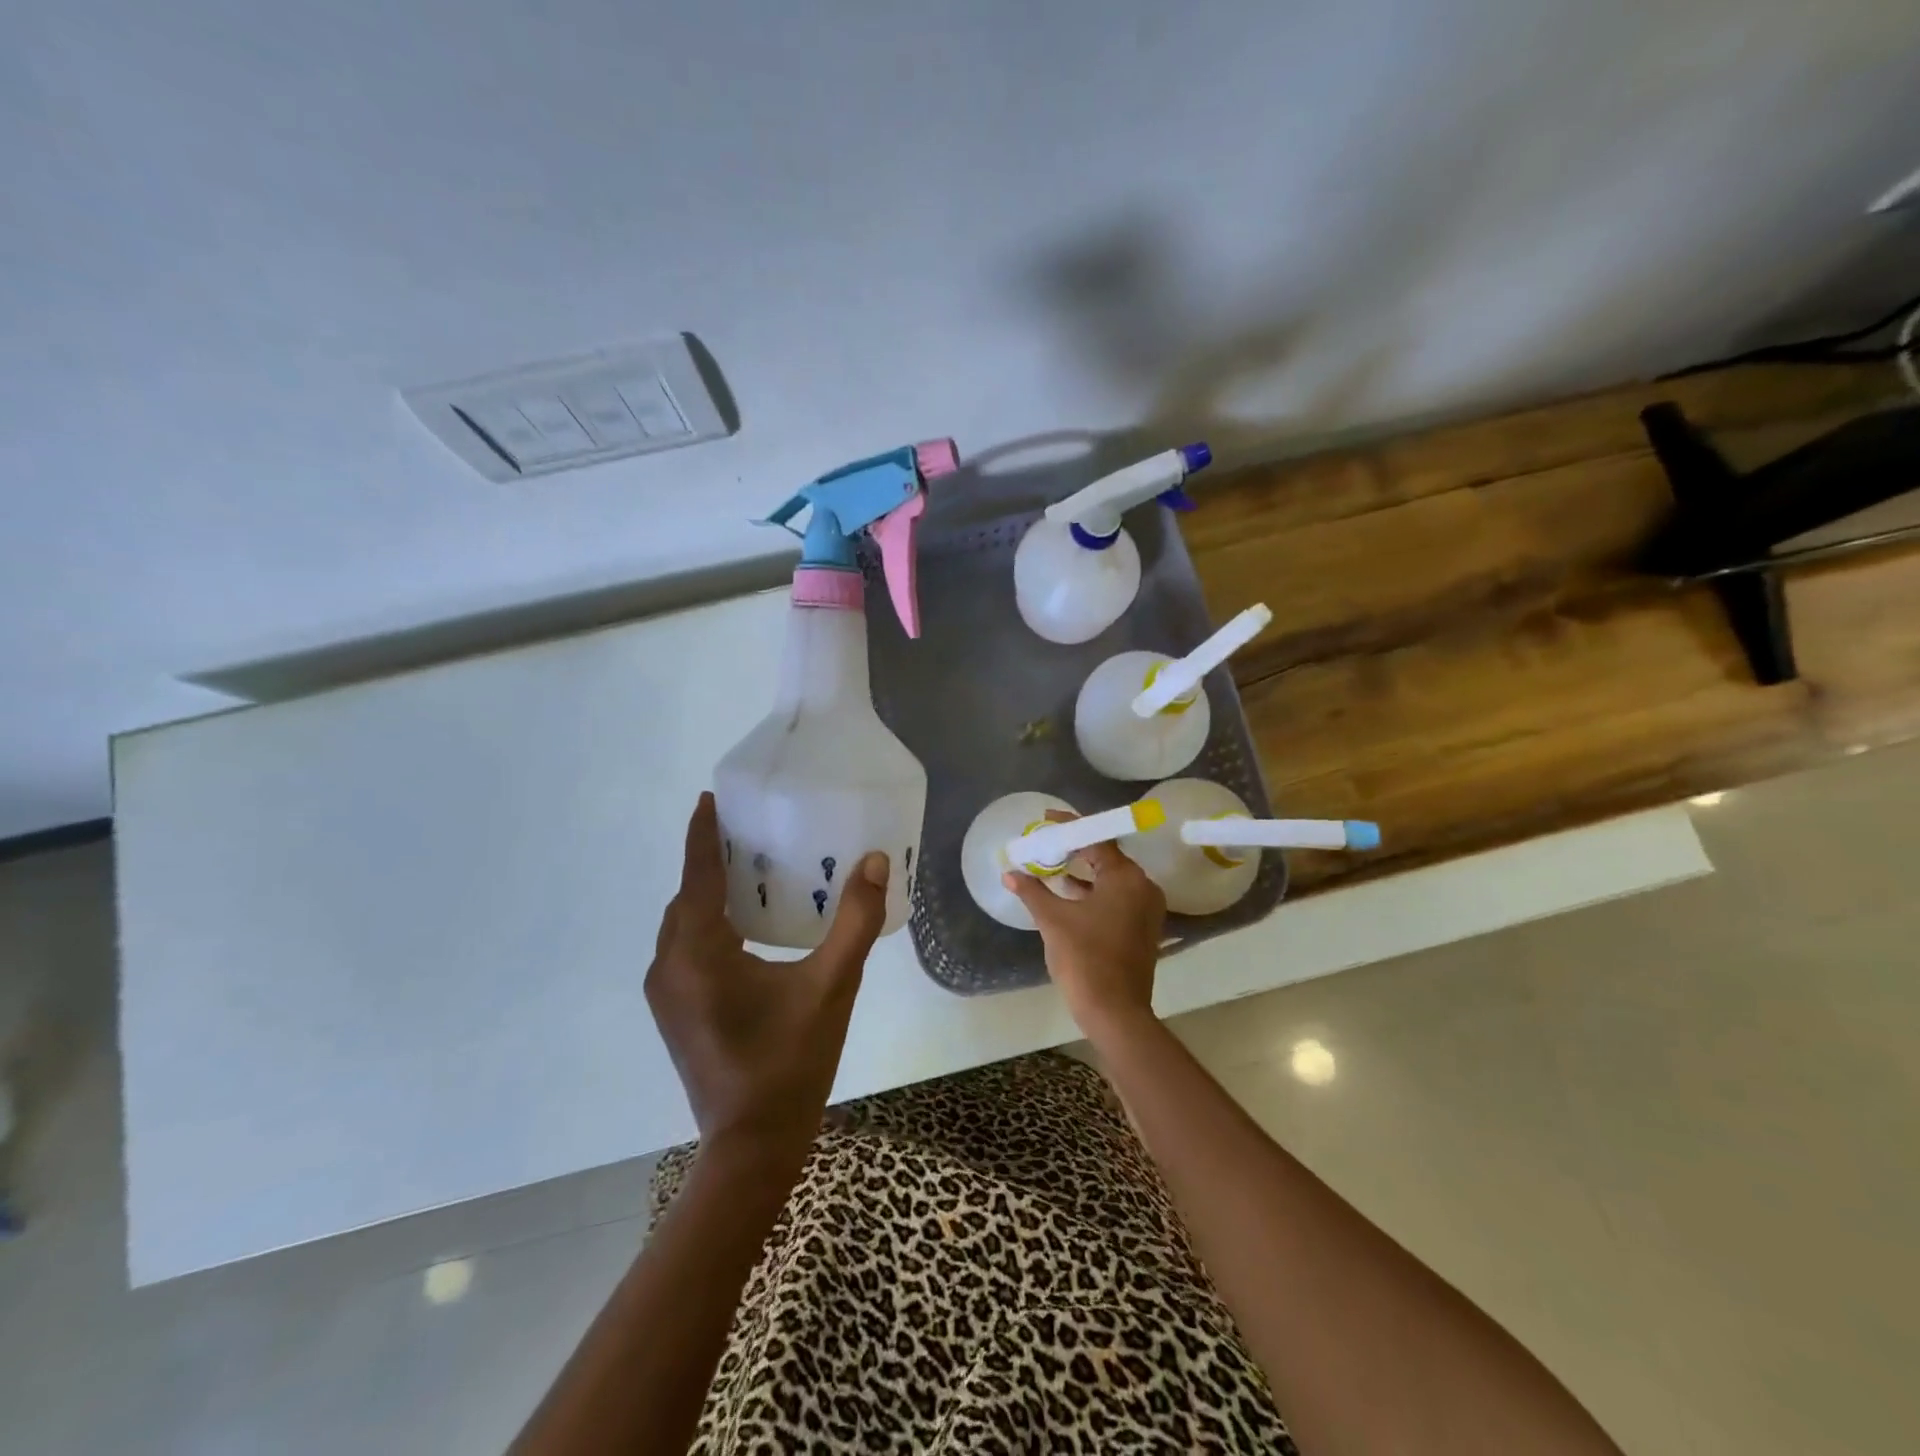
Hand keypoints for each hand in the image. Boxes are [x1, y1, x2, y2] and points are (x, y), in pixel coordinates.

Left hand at [646, 793, 887, 1165]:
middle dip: (710, 863)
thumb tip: (875, 862)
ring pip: (682, 926)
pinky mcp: (674, 1012)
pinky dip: (707, 926)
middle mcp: (669, 967)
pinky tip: (744, 929)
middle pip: (686, 899)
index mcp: (698, 955)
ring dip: (708, 896)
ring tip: (750, 873)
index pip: (697, 878)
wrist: (751, 1146)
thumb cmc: (791, 1062)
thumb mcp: (832, 987)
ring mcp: (666, 994)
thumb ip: (855, 922)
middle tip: (750, 835)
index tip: (708, 798)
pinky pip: (685, 949)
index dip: (702, 835)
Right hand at [1003, 811, 1165, 1046]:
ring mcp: (1146, 909)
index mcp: (1126, 878)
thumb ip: (1032, 891)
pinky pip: (1118, 896)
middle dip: (1076, 848)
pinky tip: (1069, 894)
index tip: (1046, 819)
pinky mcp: (1143, 927)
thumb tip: (1009, 872)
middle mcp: (1143, 887)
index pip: (1096, 839)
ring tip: (1053, 865)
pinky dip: (1095, 891)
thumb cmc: (1084, 958)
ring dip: (1084, 871)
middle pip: (1107, 856)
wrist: (1115, 1011)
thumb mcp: (1052, 920)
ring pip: (1113, 878)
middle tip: (1047, 842)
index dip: (1069, 827)